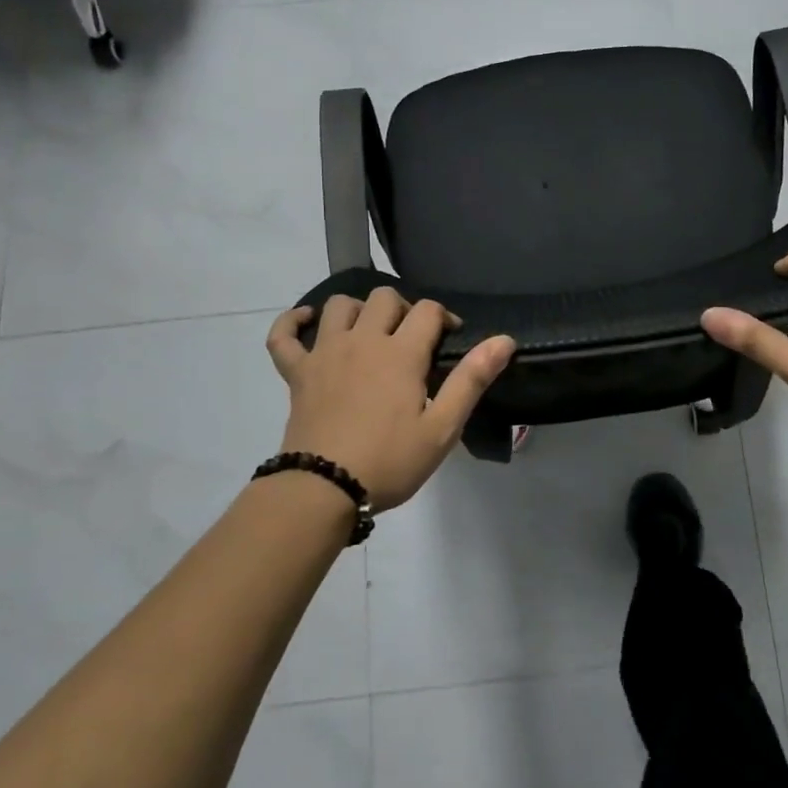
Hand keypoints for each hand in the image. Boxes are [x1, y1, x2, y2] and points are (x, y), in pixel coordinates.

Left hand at [267, 291, 515, 511]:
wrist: (323, 489)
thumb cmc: (390, 461)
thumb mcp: (443, 427)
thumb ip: (472, 379)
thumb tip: (504, 340)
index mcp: (401, 354)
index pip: (427, 311)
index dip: (444, 317)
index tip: (451, 338)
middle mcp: (362, 341)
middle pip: (383, 298)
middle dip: (404, 309)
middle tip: (412, 339)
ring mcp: (324, 353)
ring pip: (338, 306)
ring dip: (358, 310)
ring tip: (369, 332)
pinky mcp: (296, 373)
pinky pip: (283, 335)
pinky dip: (292, 322)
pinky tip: (307, 321)